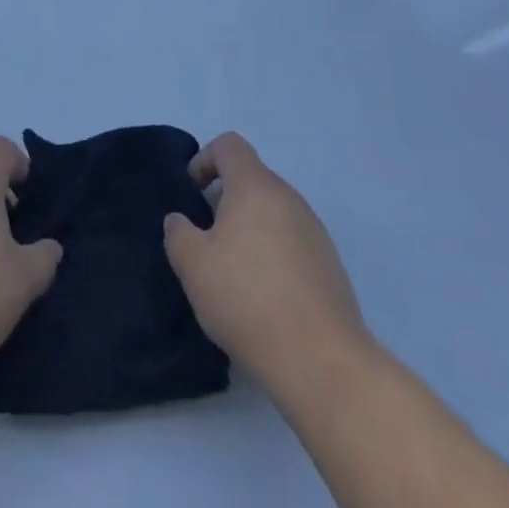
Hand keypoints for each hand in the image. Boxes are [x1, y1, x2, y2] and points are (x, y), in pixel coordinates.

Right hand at [163, 132, 367, 398]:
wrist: (321, 361)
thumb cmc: (248, 299)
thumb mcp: (193, 266)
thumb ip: (178, 233)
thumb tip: (181, 221)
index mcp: (256, 186)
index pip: (229, 146)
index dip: (205, 160)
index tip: (192, 194)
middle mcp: (289, 197)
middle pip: (252, 179)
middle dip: (225, 200)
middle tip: (207, 240)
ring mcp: (314, 230)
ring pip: (272, 212)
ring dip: (249, 229)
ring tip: (233, 273)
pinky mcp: (329, 264)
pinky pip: (292, 242)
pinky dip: (272, 255)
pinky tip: (263, 297)